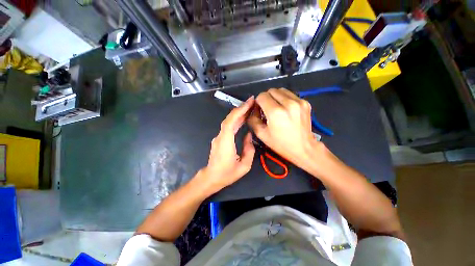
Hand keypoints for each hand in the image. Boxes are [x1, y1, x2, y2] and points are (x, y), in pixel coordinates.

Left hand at [198, 96, 255, 192]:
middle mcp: (221, 137)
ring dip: (239, 113)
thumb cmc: (227, 174)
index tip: (249, 103)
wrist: (212, 178)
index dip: (240, 111)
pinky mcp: (220, 139)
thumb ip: (249, 149)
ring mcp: (219, 137)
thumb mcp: (244, 165)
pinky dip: (236, 120)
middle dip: (241, 109)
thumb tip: (249, 135)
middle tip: (252, 102)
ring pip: (228, 121)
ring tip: (249, 108)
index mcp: (226, 142)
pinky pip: (228, 126)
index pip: (231, 121)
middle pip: (229, 119)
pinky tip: (243, 118)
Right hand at [248, 88, 323, 171]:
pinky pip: (290, 94)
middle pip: (271, 91)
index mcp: (276, 112)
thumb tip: (254, 108)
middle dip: (266, 98)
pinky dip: (285, 99)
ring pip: (281, 90)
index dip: (258, 102)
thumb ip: (253, 118)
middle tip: (267, 109)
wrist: (303, 148)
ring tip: (276, 108)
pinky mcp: (305, 102)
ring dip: (275, 97)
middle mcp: (288, 103)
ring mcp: (299, 101)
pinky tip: (286, 109)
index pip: (262, 96)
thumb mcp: (261, 134)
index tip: (259, 110)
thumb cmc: (280, 143)